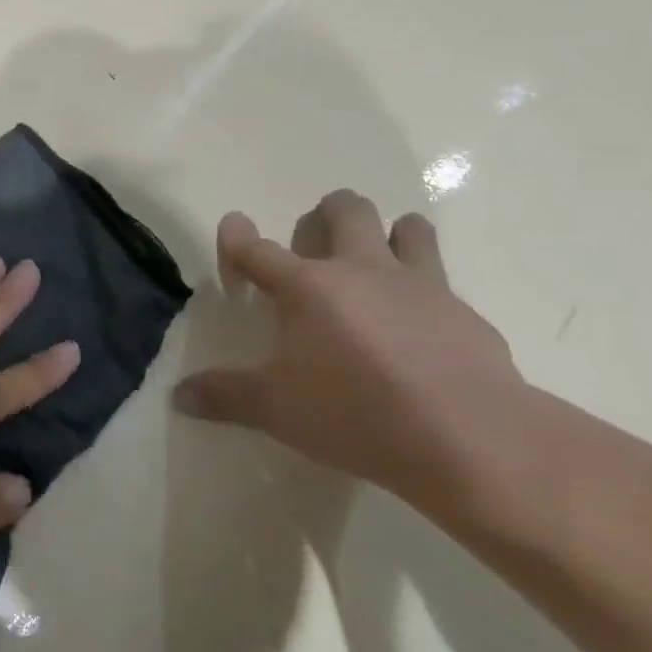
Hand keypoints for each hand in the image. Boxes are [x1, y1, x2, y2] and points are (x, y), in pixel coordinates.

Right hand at [173, 190, 527, 504]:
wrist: (472, 440)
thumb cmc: (356, 415)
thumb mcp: (276, 410)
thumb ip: (224, 396)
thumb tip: (179, 396)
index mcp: (307, 287)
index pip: (258, 249)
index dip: (238, 236)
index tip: (232, 225)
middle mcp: (361, 270)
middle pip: (345, 212)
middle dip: (328, 211)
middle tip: (319, 233)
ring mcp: (419, 285)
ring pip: (408, 228)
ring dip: (391, 232)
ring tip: (381, 256)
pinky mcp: (464, 312)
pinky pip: (443, 281)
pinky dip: (426, 290)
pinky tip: (424, 324)